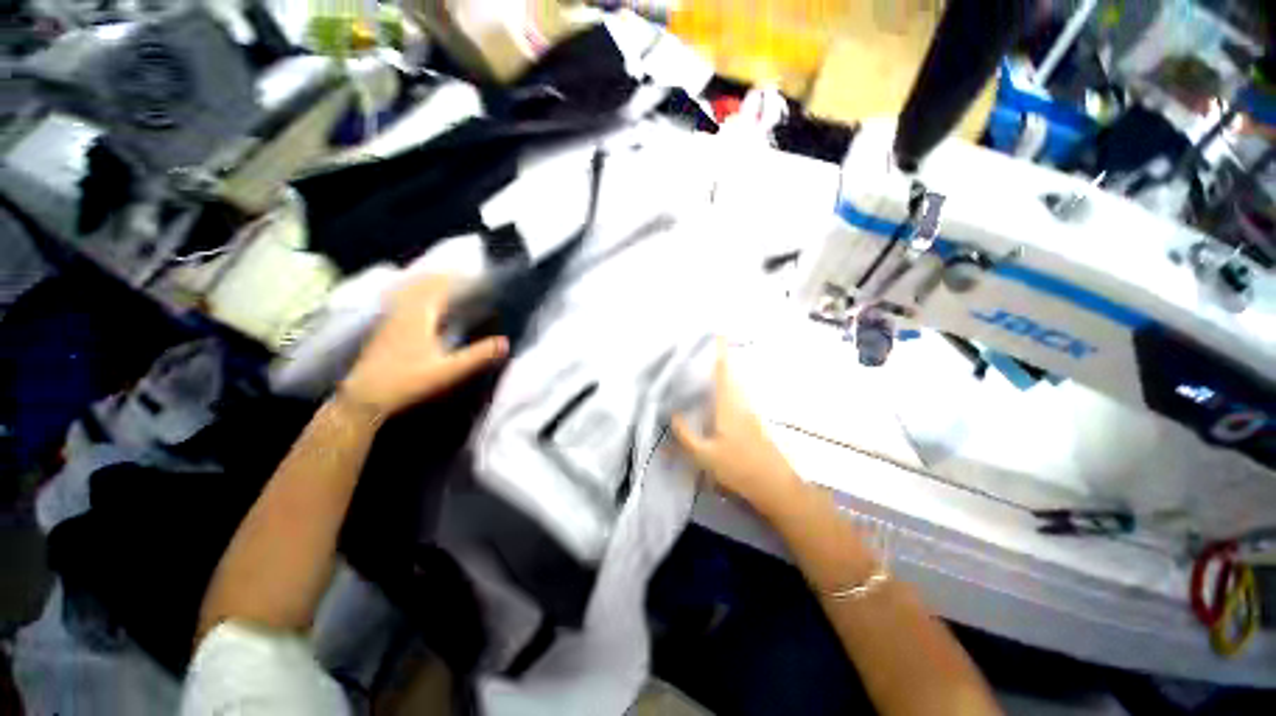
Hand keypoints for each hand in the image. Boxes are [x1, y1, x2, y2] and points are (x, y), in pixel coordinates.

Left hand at [342, 275, 508, 415]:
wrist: (364, 398)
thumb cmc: (407, 382)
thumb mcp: (448, 371)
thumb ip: (477, 356)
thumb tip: (505, 342)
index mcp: (418, 317)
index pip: (438, 288)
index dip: (457, 279)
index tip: (475, 276)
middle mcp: (402, 313)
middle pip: (421, 285)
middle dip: (443, 277)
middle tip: (463, 277)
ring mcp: (390, 320)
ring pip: (408, 292)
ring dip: (427, 284)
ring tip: (444, 284)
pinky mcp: (384, 330)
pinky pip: (401, 302)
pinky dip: (415, 295)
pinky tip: (420, 305)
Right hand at [672, 341, 801, 514]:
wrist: (775, 485)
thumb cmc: (738, 467)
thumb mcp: (704, 454)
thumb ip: (685, 434)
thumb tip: (672, 414)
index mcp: (729, 405)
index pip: (723, 371)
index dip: (721, 351)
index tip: (719, 332)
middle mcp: (741, 402)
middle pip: (731, 374)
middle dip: (722, 358)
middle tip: (708, 347)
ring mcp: (750, 412)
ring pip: (736, 385)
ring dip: (725, 373)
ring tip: (708, 367)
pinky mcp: (754, 422)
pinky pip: (737, 396)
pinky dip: (728, 388)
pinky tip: (718, 397)